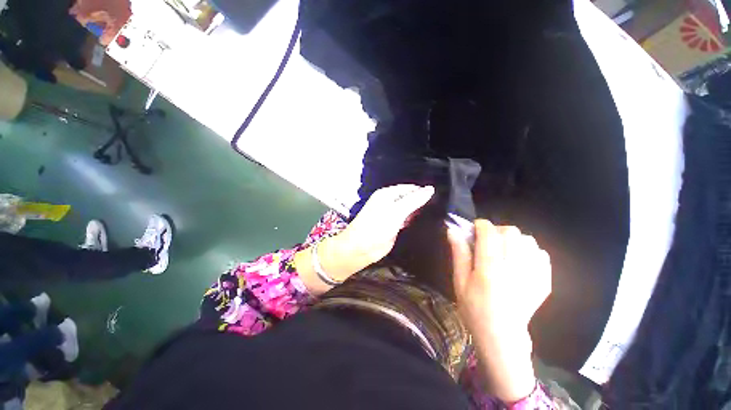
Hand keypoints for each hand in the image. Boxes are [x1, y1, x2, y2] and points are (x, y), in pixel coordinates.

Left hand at [297, 184, 433, 293]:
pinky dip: (413, 219)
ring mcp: (391, 214)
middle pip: (409, 198)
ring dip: (418, 210)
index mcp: (387, 194)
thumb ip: (413, 201)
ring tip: (436, 212)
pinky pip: (406, 219)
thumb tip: (430, 189)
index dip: (423, 191)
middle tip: (439, 206)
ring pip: (409, 209)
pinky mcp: (393, 226)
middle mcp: (389, 202)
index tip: (439, 197)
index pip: (409, 188)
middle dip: (422, 201)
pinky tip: (424, 221)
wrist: (360, 249)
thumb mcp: (396, 212)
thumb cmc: (376, 227)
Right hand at [448, 220, 550, 402]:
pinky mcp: (544, 281)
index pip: (488, 233)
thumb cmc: (474, 308)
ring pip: (527, 240)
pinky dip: (529, 251)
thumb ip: (458, 253)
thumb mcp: (459, 280)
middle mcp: (513, 267)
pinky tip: (519, 262)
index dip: (480, 225)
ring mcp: (532, 274)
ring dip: (513, 240)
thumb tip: (453, 230)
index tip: (474, 229)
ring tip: (503, 251)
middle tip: (487, 242)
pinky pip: (541, 253)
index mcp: (489, 268)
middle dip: (496, 231)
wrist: (502, 335)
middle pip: (510, 232)